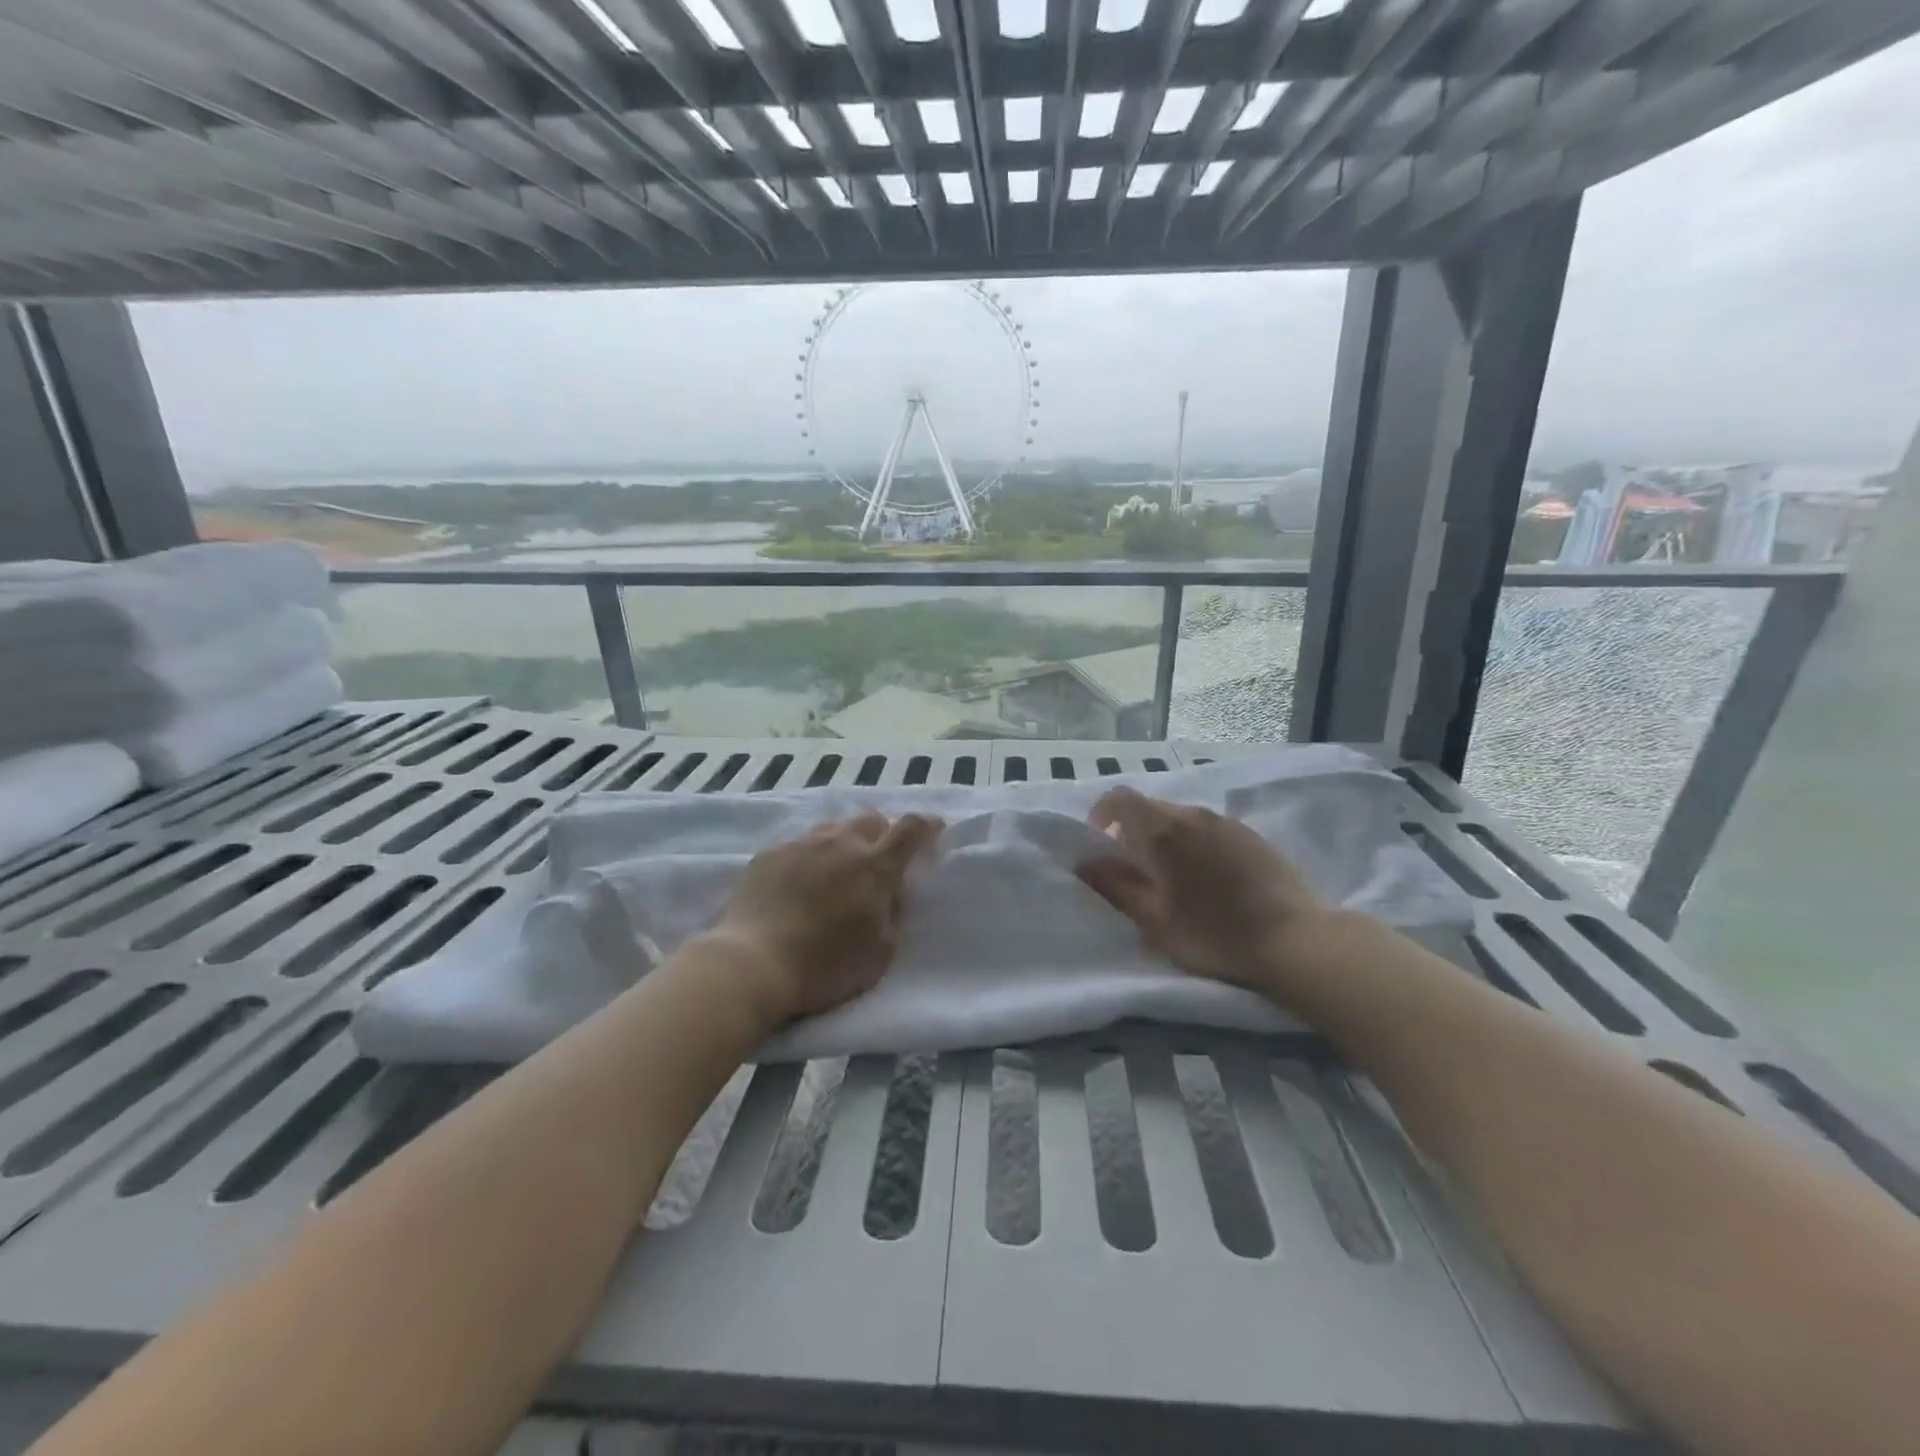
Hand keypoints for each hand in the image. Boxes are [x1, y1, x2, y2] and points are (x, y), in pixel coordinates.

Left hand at [710, 811, 943, 1029]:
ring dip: (843, 844)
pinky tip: (798, 884)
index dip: (927, 825)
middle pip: (870, 820)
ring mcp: (801, 845)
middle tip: (877, 861)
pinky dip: (809, 858)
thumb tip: (892, 893)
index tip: (934, 828)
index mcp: (874, 867)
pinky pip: (799, 845)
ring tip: (835, 872)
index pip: (910, 829)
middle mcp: (841, 844)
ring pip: (832, 829)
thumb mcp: (879, 952)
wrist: (752, 963)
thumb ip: (892, 915)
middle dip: (881, 834)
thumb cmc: (825, 966)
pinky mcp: (769, 854)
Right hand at [1077, 787, 1330, 991]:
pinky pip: (1208, 827)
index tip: (1100, 841)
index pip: (1120, 798)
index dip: (1102, 813)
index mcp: (1162, 830)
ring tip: (1172, 876)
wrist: (1295, 939)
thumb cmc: (1214, 932)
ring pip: (1181, 817)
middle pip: (1150, 807)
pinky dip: (1194, 842)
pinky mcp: (1251, 834)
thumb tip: (1086, 863)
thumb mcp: (1154, 919)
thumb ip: (1116, 886)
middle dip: (1133, 830)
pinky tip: (1208, 878)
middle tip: (1135, 868)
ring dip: (1165, 837)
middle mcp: (1192, 815)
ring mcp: (1225, 821)